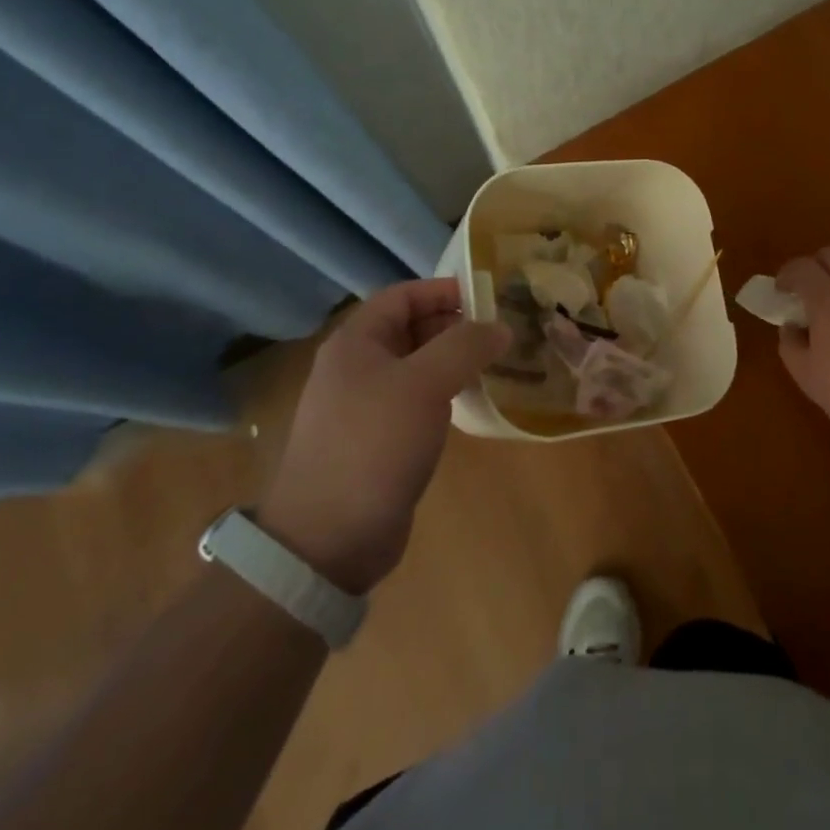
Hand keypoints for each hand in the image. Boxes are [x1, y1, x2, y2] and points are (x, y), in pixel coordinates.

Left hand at [257, 279, 509, 594]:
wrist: (328, 538)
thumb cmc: (374, 444)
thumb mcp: (424, 384)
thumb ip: (465, 346)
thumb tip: (500, 327)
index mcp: (356, 342)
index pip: (403, 295)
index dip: (444, 290)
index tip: (489, 298)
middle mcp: (356, 366)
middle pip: (410, 328)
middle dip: (455, 325)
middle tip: (501, 332)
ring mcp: (365, 405)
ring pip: (416, 366)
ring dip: (453, 361)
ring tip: (496, 364)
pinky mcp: (377, 440)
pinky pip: (416, 400)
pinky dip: (444, 393)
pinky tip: (471, 402)